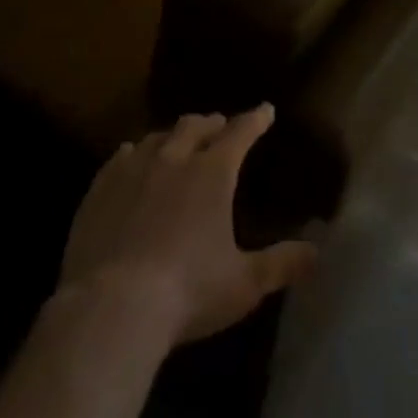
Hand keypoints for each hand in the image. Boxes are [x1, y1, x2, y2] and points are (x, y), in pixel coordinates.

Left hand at [58, 104, 316, 346]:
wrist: (111, 307)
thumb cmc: (187, 292)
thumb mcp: (244, 284)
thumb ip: (281, 264)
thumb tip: (317, 251)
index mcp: (213, 173)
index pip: (240, 132)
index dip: (255, 119)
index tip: (265, 110)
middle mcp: (174, 159)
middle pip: (195, 126)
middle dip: (212, 123)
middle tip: (220, 126)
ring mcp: (133, 170)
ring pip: (158, 137)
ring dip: (173, 135)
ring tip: (178, 141)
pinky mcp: (100, 189)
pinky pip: (120, 157)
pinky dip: (134, 153)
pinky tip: (131, 158)